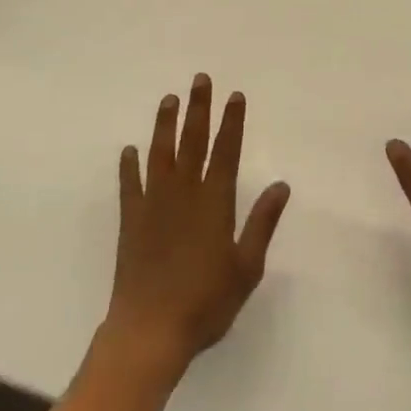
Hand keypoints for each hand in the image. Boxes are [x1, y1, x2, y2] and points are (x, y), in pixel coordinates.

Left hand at [101, 74, 291, 385]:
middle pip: (193, 141)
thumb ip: (262, 222)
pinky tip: (129, 150)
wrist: (149, 331)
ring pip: (160, 153)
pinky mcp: (131, 220)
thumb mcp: (246, 267)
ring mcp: (154, 203)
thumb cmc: (205, 303)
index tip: (235, 95)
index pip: (227, 151)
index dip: (232, 122)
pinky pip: (130, 185)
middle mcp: (184, 193)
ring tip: (168, 98)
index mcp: (215, 202)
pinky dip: (129, 166)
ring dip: (165, 124)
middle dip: (198, 108)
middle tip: (200, 79)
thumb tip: (282, 185)